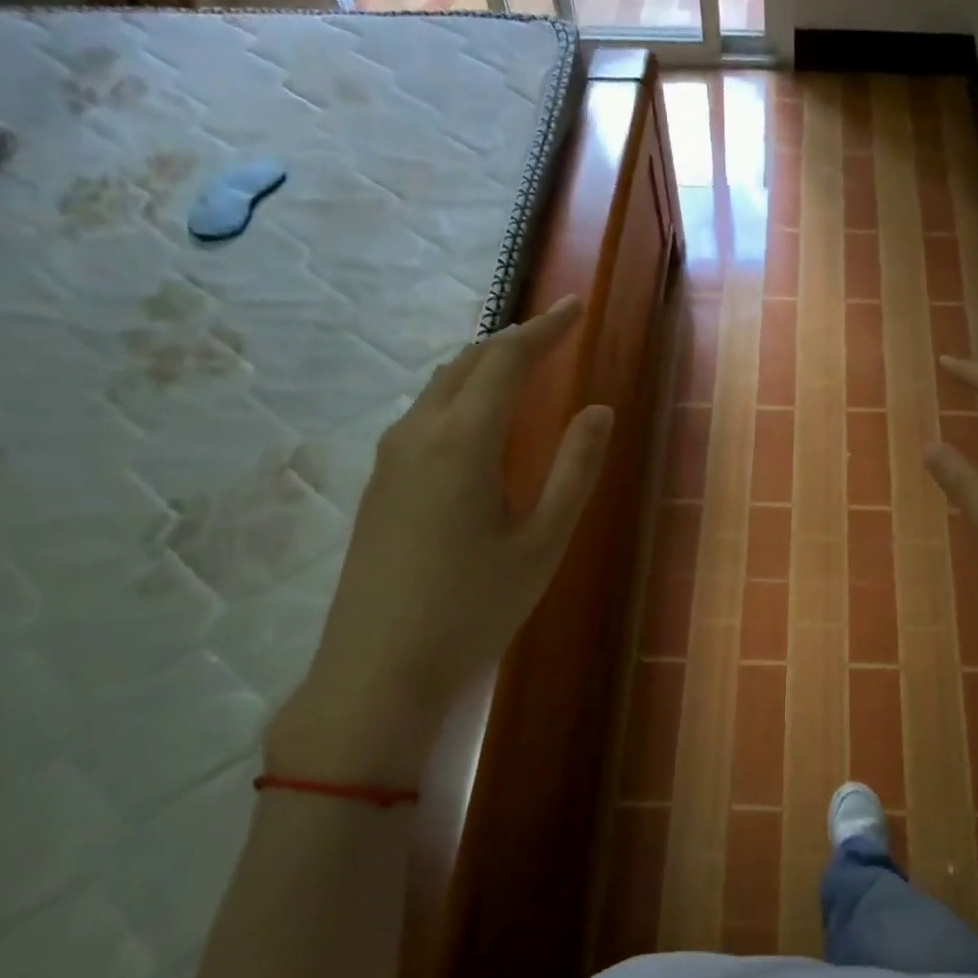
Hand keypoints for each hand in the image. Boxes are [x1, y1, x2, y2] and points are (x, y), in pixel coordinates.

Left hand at [272, 296, 612, 786]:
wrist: (378, 671)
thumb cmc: (473, 608)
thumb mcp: (542, 542)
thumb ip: (574, 470)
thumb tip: (599, 410)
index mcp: (462, 441)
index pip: (506, 360)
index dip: (545, 328)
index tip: (577, 306)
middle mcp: (418, 434)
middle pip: (467, 363)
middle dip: (514, 340)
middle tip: (557, 333)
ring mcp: (390, 459)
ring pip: (441, 387)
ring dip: (485, 367)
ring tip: (524, 369)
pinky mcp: (380, 485)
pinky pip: (426, 416)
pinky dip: (462, 397)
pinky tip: (481, 424)